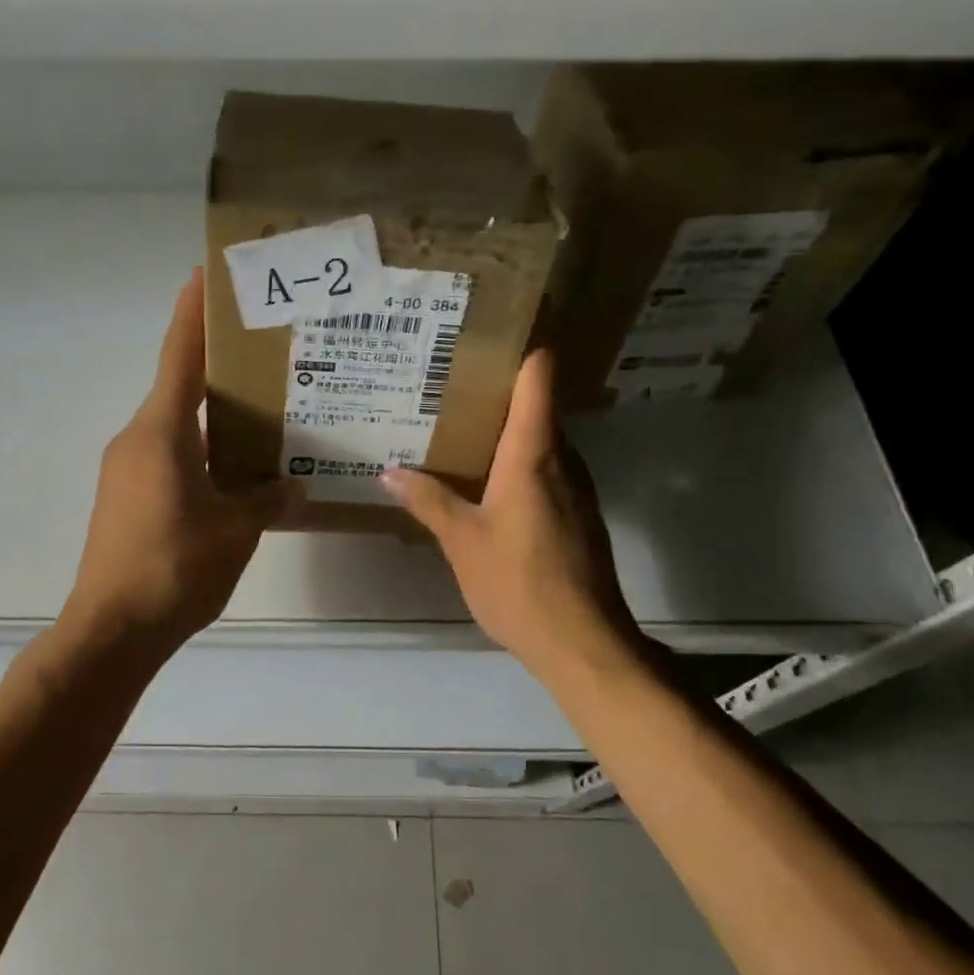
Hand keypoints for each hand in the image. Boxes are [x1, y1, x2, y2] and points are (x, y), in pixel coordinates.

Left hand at [64, 269, 296, 650]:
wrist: (111, 630)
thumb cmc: (174, 567)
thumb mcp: (236, 530)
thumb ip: (268, 499)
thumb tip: (294, 488)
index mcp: (161, 431)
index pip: (179, 356)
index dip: (192, 313)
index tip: (204, 276)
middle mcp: (138, 438)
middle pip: (179, 386)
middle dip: (215, 365)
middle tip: (262, 351)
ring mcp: (127, 469)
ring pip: (176, 425)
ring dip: (212, 415)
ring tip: (260, 412)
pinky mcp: (126, 498)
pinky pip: (169, 455)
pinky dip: (200, 449)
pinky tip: (234, 470)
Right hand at [381, 349, 636, 672]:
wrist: (583, 643)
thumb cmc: (519, 583)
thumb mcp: (462, 541)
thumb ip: (428, 501)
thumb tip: (390, 471)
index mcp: (533, 453)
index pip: (539, 377)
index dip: (523, 347)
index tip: (491, 332)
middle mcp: (562, 460)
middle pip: (537, 405)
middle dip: (498, 391)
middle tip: (450, 384)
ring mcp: (576, 488)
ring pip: (541, 441)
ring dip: (507, 430)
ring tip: (459, 428)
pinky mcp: (578, 514)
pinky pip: (546, 470)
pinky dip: (518, 463)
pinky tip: (485, 482)